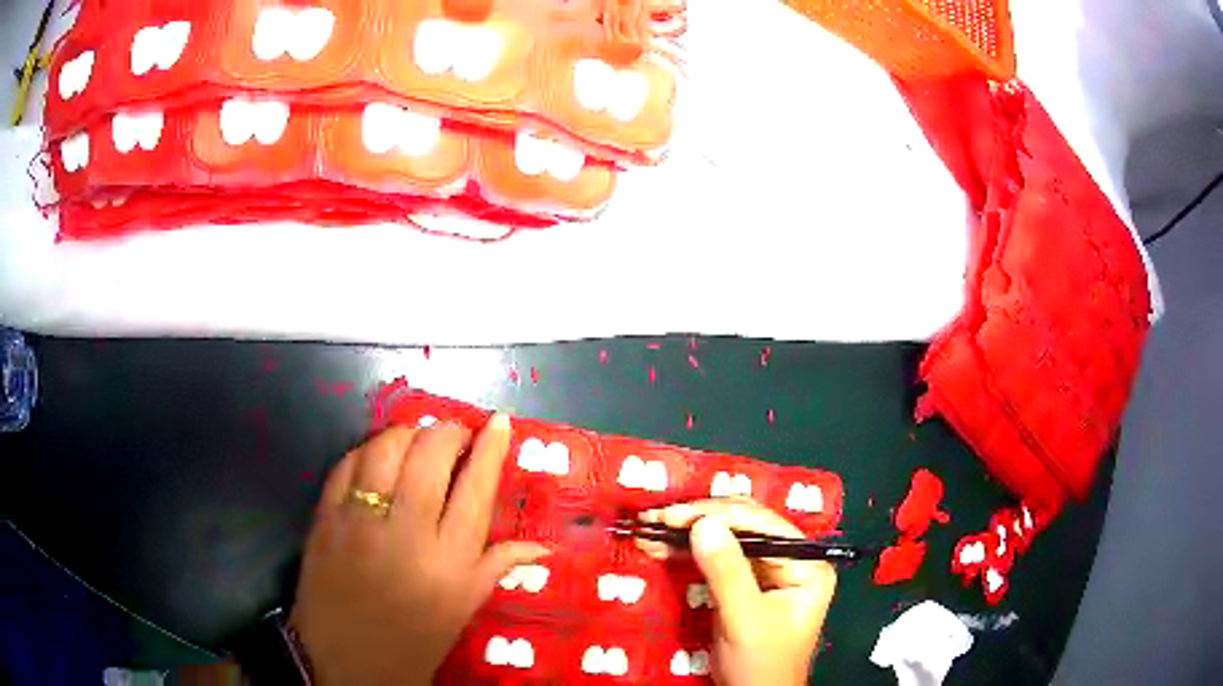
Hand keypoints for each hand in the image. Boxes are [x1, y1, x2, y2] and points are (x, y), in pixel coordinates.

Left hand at [290, 415, 548, 685]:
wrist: (344, 662)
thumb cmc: (413, 641)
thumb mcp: (462, 608)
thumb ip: (497, 566)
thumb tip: (543, 546)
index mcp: (449, 561)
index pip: (476, 488)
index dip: (491, 448)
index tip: (498, 422)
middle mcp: (407, 533)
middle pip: (431, 455)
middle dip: (448, 432)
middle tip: (455, 435)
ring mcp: (360, 522)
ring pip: (386, 449)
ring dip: (406, 434)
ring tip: (416, 441)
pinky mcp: (325, 518)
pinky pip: (346, 464)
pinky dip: (366, 451)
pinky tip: (376, 457)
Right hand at [639, 499, 836, 685]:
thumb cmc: (760, 663)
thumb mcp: (744, 619)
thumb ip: (727, 572)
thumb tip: (704, 523)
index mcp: (806, 563)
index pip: (763, 525)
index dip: (718, 515)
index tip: (675, 515)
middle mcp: (791, 559)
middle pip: (744, 525)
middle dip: (700, 520)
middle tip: (658, 518)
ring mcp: (767, 570)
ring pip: (726, 538)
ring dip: (688, 533)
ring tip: (651, 527)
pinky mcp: (744, 582)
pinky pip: (716, 557)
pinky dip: (687, 552)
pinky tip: (660, 546)